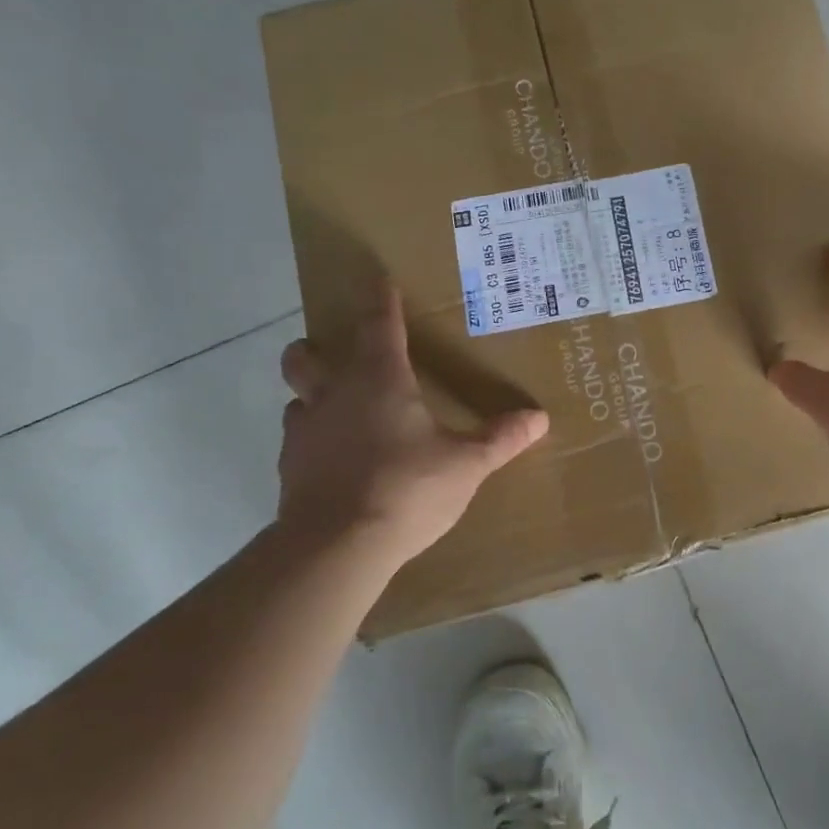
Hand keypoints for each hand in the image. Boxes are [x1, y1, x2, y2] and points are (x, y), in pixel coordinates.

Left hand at [277, 281, 548, 565]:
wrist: (336, 548)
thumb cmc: (406, 489)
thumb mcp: (466, 465)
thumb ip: (500, 438)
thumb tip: (539, 418)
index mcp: (379, 379)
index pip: (378, 323)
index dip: (381, 300)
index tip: (379, 280)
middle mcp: (334, 394)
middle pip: (307, 355)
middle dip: (319, 348)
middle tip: (344, 357)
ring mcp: (305, 431)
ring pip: (296, 397)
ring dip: (313, 396)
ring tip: (341, 411)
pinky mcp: (289, 468)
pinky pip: (298, 439)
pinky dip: (314, 439)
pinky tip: (335, 459)